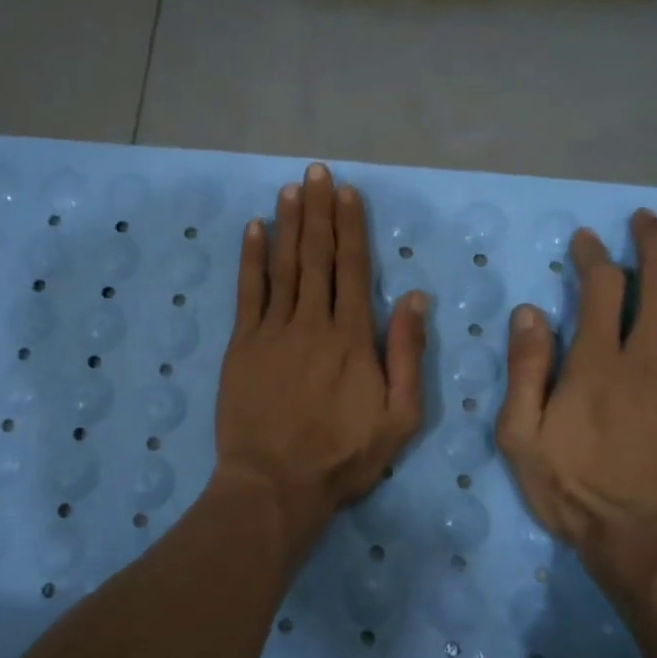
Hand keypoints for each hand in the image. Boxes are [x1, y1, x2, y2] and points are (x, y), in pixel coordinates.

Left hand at [213, 164, 428, 558]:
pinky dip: (251, 258)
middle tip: (317, 173)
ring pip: (283, 266)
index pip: (353, 269)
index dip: (351, 228)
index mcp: (352, 338)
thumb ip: (407, 355)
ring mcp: (272, 331)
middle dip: (319, 211)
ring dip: (288, 224)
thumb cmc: (343, 457)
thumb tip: (414, 297)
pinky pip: (247, 292)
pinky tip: (254, 229)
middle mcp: (312, 323)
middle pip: (317, 256)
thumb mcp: (398, 418)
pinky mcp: (242, 345)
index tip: (348, 194)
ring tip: (291, 189)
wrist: (275, 484)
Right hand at [496, 209, 656, 597]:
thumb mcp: (521, 436)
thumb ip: (525, 370)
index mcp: (596, 363)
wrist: (644, 538)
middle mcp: (647, 358)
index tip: (585, 240)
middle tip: (643, 221)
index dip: (593, 256)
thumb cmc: (574, 488)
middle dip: (651, 242)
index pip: (600, 288)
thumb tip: (530, 312)